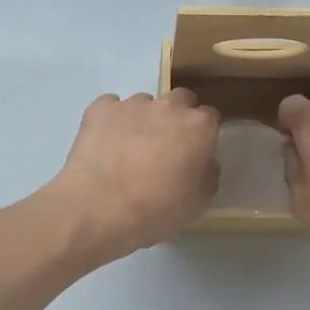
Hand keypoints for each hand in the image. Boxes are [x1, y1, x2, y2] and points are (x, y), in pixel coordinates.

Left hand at [43, 90, 219, 262]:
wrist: (98, 207)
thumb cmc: (155, 209)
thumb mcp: (197, 204)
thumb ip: (207, 175)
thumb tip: (204, 162)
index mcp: (198, 126)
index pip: (210, 117)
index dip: (203, 135)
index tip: (195, 152)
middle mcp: (168, 107)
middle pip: (180, 100)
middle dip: (176, 117)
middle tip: (165, 146)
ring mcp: (132, 104)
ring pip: (144, 104)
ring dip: (143, 120)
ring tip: (128, 150)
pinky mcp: (100, 108)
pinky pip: (111, 108)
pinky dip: (111, 121)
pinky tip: (105, 145)